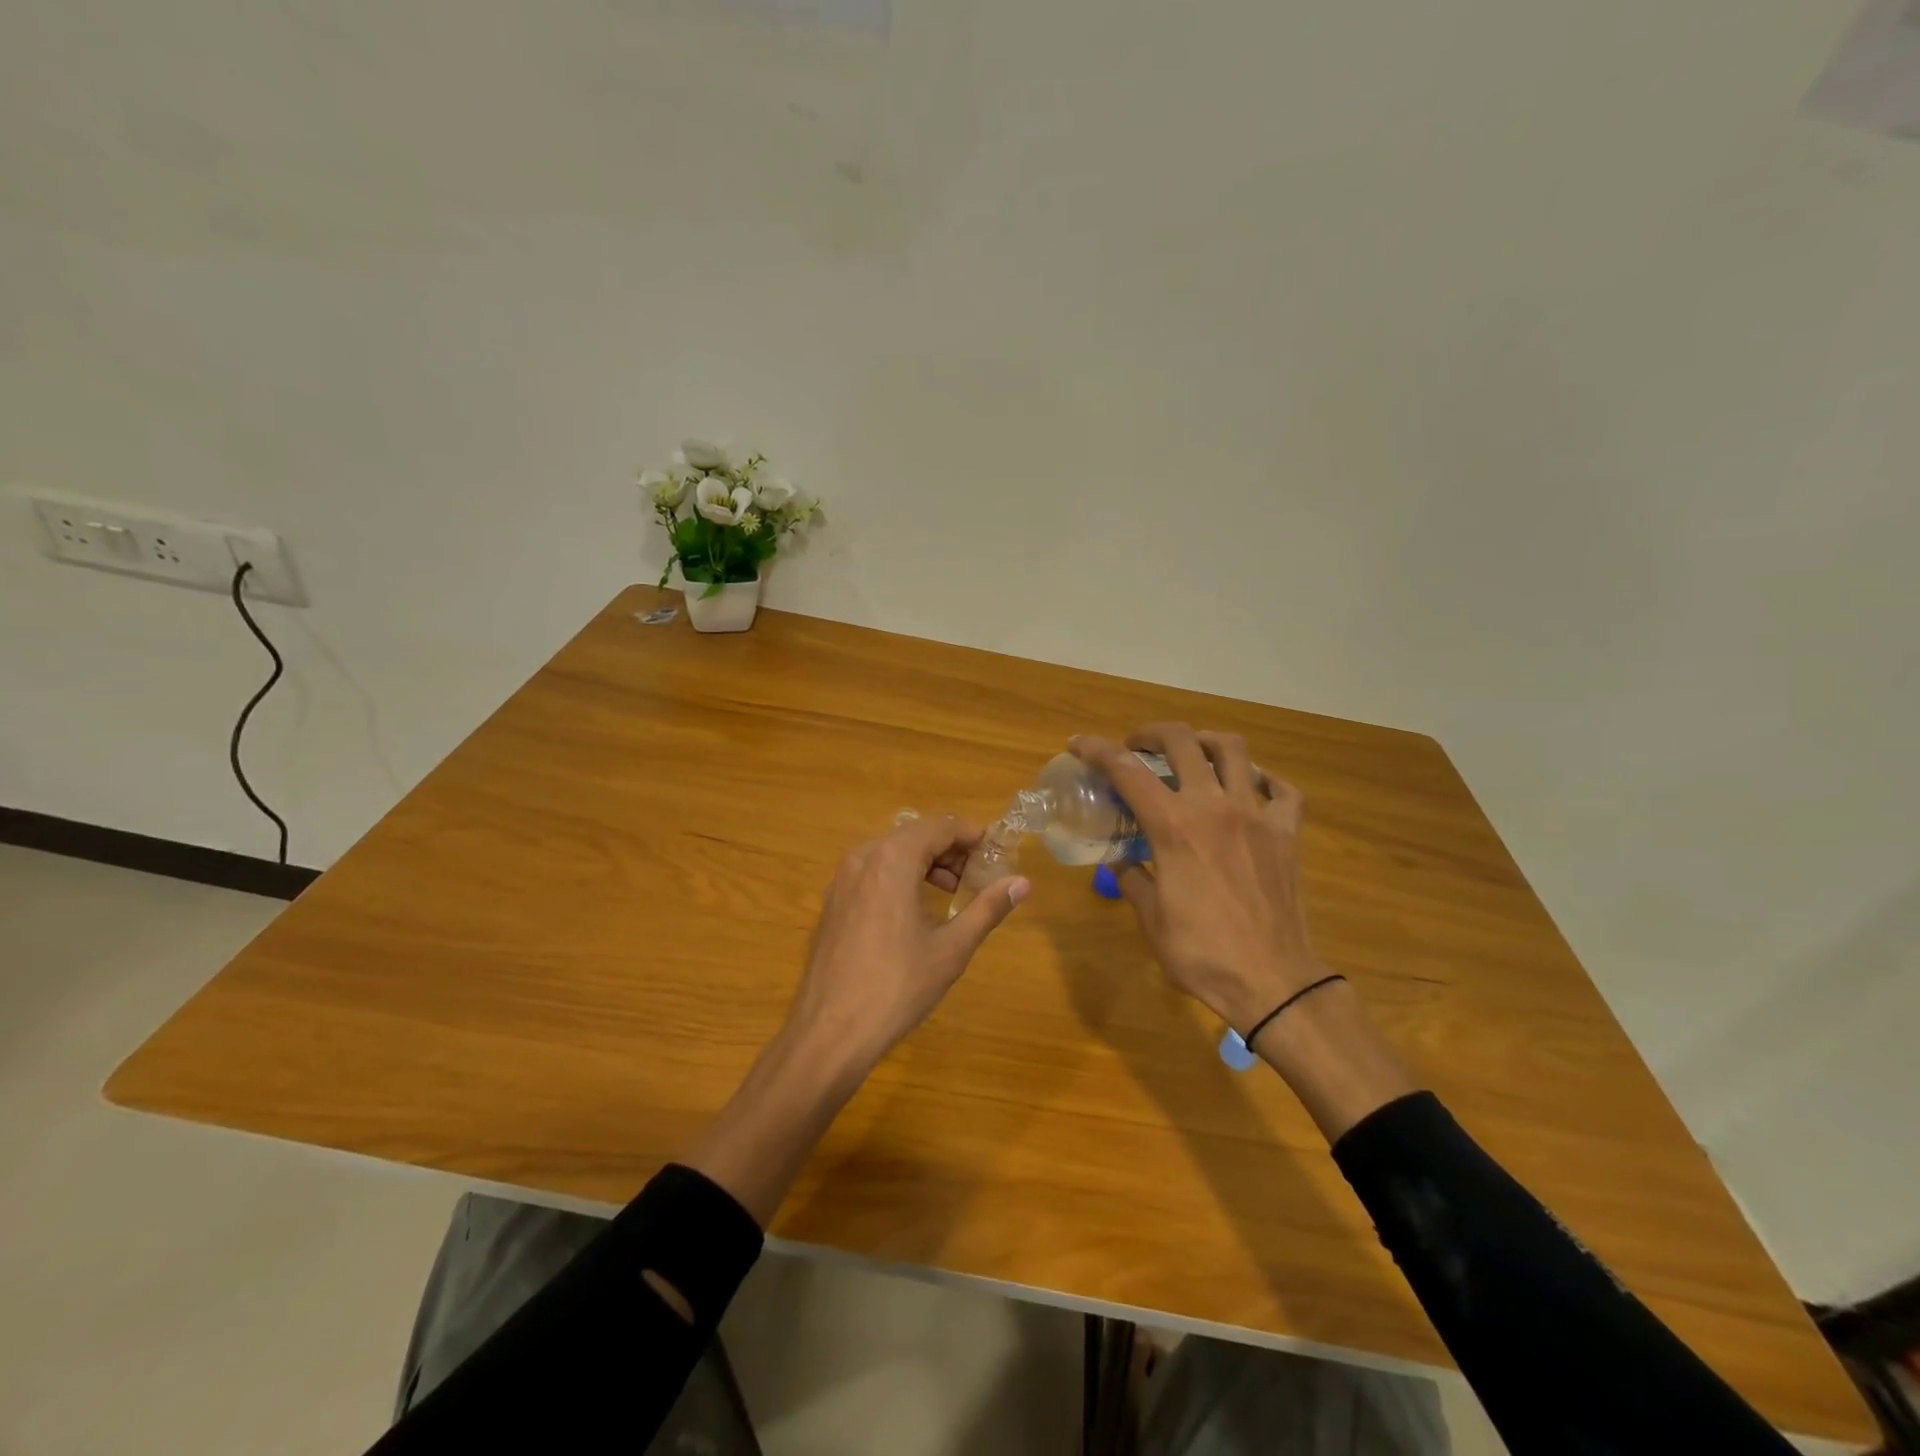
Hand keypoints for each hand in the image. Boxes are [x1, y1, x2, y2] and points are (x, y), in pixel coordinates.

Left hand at [785, 814, 1029, 1071]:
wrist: (830, 1031)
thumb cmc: (897, 986)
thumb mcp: (952, 948)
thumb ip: (988, 908)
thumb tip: (1023, 883)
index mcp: (892, 859)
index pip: (940, 827)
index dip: (972, 835)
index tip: (996, 853)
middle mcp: (863, 857)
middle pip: (915, 834)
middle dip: (950, 849)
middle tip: (977, 876)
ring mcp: (842, 879)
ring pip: (891, 852)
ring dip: (924, 862)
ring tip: (951, 892)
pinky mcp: (832, 901)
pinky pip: (872, 871)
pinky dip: (899, 876)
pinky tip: (914, 909)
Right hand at [1071, 725, 1322, 1032]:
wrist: (1272, 981)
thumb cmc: (1201, 953)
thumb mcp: (1150, 917)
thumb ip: (1132, 877)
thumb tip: (1121, 859)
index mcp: (1173, 826)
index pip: (1126, 770)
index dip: (1096, 750)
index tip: (1078, 744)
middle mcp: (1213, 806)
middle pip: (1181, 741)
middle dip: (1151, 734)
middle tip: (1137, 748)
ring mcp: (1256, 815)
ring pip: (1234, 750)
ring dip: (1205, 742)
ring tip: (1192, 755)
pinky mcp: (1287, 833)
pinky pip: (1282, 790)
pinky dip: (1264, 780)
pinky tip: (1250, 787)